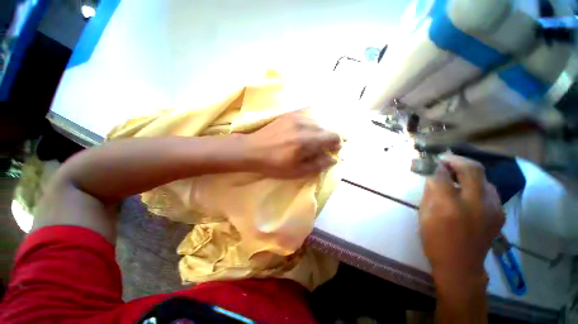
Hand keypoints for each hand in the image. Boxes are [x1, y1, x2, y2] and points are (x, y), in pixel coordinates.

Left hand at [243, 108, 340, 177]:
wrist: (252, 149)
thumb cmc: (274, 164)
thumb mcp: (296, 171)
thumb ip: (317, 165)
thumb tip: (333, 158)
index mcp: (307, 141)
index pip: (333, 136)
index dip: (336, 145)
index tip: (331, 151)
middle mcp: (304, 124)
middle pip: (328, 128)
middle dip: (328, 139)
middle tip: (320, 148)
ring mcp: (297, 116)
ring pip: (319, 121)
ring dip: (320, 131)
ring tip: (311, 141)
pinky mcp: (290, 114)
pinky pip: (309, 114)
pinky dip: (312, 123)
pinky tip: (305, 130)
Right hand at [419, 155, 504, 284]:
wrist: (461, 265)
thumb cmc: (435, 240)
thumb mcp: (424, 215)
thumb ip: (430, 193)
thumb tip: (433, 176)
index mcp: (449, 206)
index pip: (442, 175)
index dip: (435, 165)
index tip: (431, 161)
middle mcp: (475, 204)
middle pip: (471, 169)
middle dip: (457, 159)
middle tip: (446, 159)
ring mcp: (492, 208)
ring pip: (484, 178)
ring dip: (469, 171)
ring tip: (457, 174)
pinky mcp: (499, 213)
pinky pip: (490, 190)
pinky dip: (478, 185)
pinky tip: (469, 191)